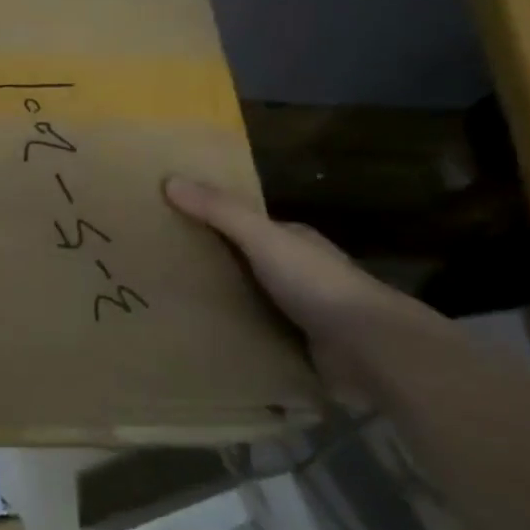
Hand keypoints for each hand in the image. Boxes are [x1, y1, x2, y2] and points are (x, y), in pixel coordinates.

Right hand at [164, 176, 456, 393]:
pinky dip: (234, 337)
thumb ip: (219, 211)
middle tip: (159, 269)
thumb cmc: (316, 283)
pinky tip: (202, 340)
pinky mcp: (299, 348)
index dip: (210, 221)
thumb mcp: (262, 238)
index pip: (245, 225)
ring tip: (170, 307)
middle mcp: (298, 273)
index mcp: (292, 241)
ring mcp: (301, 312)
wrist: (370, 349)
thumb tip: (169, 179)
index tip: (169, 225)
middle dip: (210, 265)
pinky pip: (256, 336)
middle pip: (244, 263)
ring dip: (220, 304)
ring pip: (249, 301)